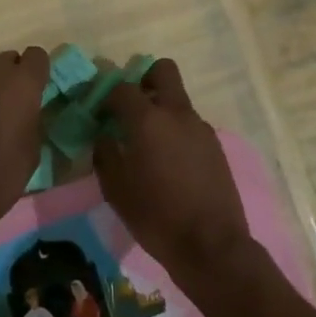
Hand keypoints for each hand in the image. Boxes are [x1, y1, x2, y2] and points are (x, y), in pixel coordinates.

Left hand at [0, 46, 48, 247]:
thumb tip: (28, 108)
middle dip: (10, 76)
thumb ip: (33, 115)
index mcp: (24, 81)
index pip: (37, 55)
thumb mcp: (34, 145)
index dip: (36, 71)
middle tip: (8, 103)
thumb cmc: (4, 171)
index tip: (35, 89)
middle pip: (7, 59)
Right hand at [93, 58, 256, 285]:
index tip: (100, 112)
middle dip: (144, 80)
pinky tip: (171, 163)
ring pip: (178, 100)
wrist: (211, 246)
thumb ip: (105, 154)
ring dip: (162, 109)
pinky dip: (177, 132)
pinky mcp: (215, 145)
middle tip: (132, 107)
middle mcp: (176, 113)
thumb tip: (105, 136)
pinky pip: (190, 125)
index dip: (107, 95)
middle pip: (163, 70)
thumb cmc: (156, 216)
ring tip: (150, 144)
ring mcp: (200, 127)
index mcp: (148, 119)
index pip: (122, 87)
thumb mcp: (116, 189)